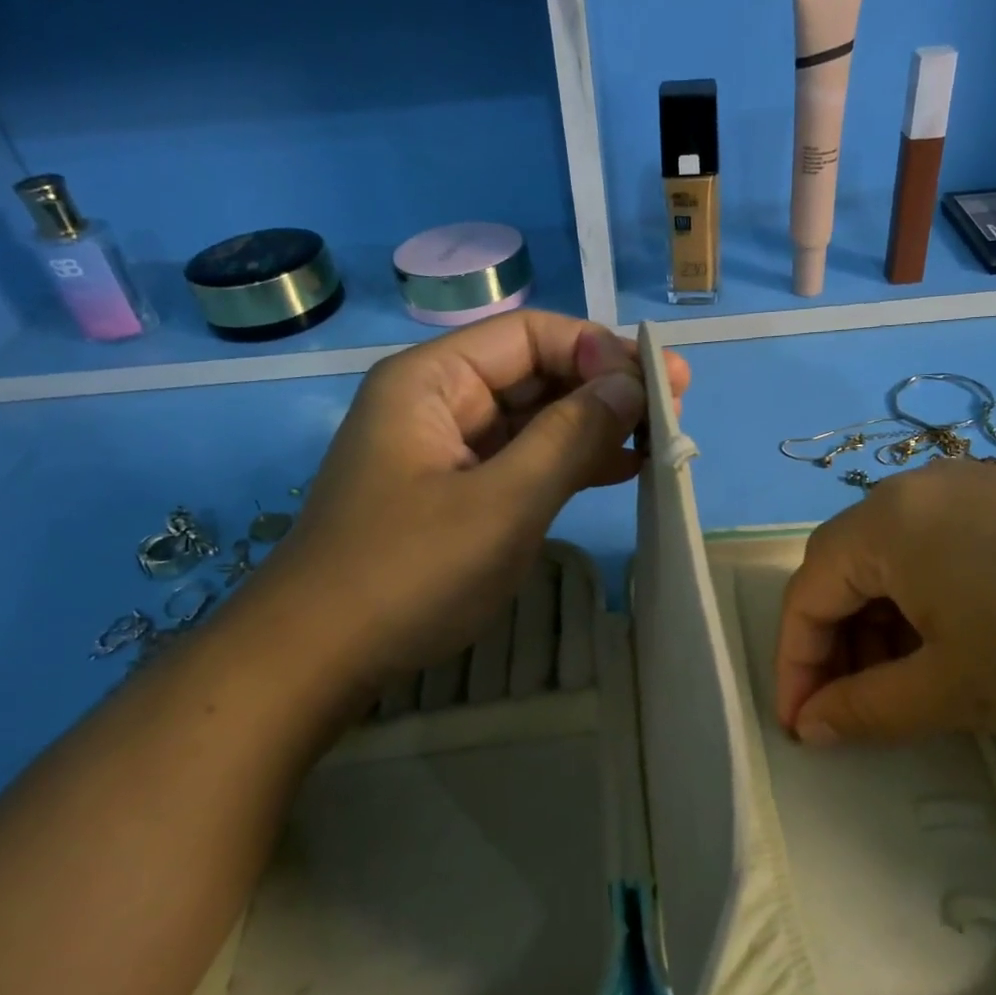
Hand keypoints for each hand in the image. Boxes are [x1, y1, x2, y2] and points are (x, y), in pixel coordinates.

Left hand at [265, 311, 689, 691]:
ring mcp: (448, 451)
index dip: (596, 351)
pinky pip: (523, 460)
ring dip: (594, 426)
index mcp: (434, 380)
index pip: (530, 336)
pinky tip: (621, 469)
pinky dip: (569, 463)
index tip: (656, 383)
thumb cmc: (409, 572)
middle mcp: (440, 402)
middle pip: (534, 373)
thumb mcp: (502, 502)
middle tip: (675, 406)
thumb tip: (630, 385)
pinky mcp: (458, 493)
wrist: (320, 658)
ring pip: (534, 420)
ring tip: (660, 438)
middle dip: (603, 387)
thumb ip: (570, 438)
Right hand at [774, 460, 995, 745]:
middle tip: (855, 710)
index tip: (802, 728)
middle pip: (847, 572)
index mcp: (885, 522)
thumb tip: (810, 729)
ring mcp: (973, 488)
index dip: (796, 665)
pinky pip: (942, 551)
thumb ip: (866, 710)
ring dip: (884, 627)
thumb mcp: (954, 690)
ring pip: (896, 563)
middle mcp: (917, 490)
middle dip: (838, 646)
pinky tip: (963, 646)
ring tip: (910, 685)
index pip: (807, 594)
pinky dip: (930, 604)